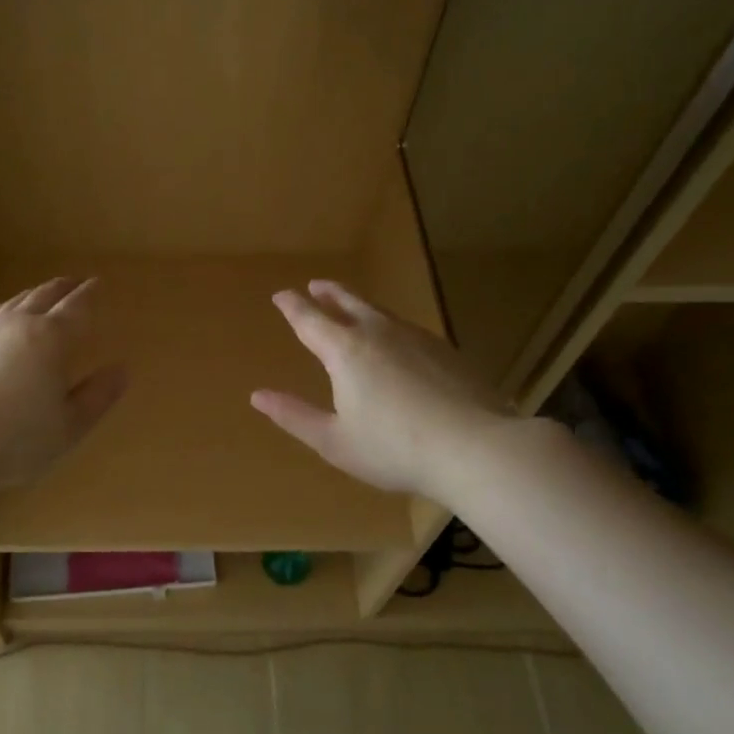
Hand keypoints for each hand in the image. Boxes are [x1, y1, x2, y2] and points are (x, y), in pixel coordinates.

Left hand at [0, 277, 127, 495]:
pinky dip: (6, 310)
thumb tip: (121, 370)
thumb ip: (97, 397)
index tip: (99, 283)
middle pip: (44, 296)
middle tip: (75, 283)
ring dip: (34, 294)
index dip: (91, 295)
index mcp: (51, 339)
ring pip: (15, 302)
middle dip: (63, 288)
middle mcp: (18, 325)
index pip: (77, 308)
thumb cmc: (14, 440)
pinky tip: (2, 319)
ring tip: (43, 295)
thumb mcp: (68, 427)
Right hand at [251, 279, 514, 498]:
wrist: (476, 448)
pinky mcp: (445, 351)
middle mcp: (378, 333)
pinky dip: (390, 325)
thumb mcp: (334, 441)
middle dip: (328, 294)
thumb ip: (294, 415)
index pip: (310, 319)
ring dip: (359, 304)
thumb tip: (257, 396)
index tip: (281, 295)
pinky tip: (397, 341)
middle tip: (317, 286)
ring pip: (380, 311)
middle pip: (348, 302)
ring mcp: (417, 338)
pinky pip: (407, 328)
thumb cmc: (394, 448)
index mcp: (345, 350)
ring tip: (352, 305)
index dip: (292, 306)